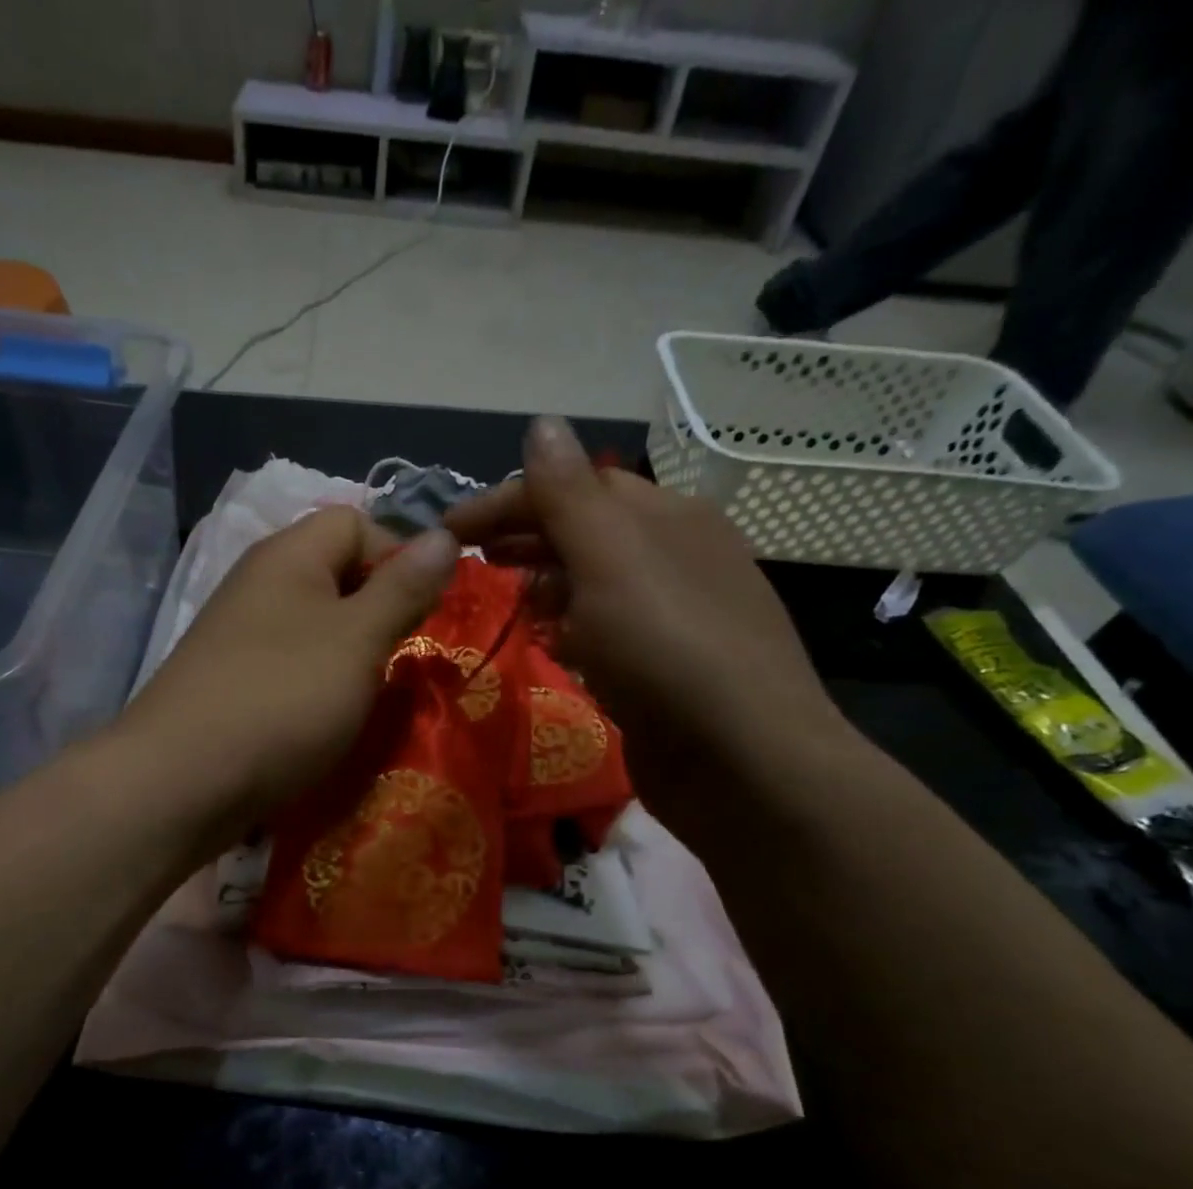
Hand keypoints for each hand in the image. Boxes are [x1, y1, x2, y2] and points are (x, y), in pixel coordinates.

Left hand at [118, 506, 458, 841]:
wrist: (179, 783)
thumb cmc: (282, 699)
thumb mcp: (358, 640)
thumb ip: (403, 588)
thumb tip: (445, 535)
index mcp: (288, 556)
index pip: (356, 522)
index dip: (398, 556)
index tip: (424, 611)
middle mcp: (259, 584)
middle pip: (335, 574)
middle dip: (380, 610)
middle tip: (404, 657)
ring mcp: (239, 636)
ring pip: (315, 626)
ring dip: (352, 654)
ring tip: (371, 693)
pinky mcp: (231, 681)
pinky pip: (290, 666)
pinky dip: (318, 684)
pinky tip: (328, 718)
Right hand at [445, 417, 851, 820]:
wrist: (743, 761)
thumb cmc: (668, 648)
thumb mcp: (612, 560)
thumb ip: (570, 496)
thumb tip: (542, 422)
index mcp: (667, 517)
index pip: (576, 486)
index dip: (508, 499)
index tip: (449, 529)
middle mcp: (674, 557)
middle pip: (586, 531)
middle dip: (524, 537)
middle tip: (467, 559)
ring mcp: (670, 617)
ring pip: (593, 583)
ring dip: (543, 581)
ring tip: (499, 595)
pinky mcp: (661, 669)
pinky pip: (603, 632)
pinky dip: (568, 627)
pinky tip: (545, 643)